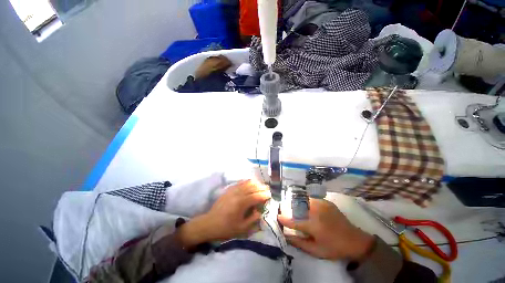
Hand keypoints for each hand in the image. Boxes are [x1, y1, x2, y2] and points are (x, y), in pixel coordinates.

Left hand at [178, 180, 270, 247]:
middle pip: (253, 187)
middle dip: (262, 187)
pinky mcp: (229, 189)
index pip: (256, 196)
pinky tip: (250, 182)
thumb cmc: (226, 228)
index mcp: (242, 203)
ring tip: (261, 185)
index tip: (270, 195)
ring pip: (247, 183)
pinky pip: (240, 182)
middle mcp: (238, 194)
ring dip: (255, 183)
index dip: (264, 195)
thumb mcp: (241, 228)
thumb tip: (259, 211)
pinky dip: (247, 181)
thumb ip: (252, 219)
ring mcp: (233, 190)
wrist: (209, 223)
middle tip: (267, 189)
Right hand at [278, 199, 373, 260]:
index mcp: (313, 225)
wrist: (355, 240)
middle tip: (286, 211)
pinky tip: (307, 207)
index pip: (293, 220)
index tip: (277, 216)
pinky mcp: (326, 202)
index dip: (283, 218)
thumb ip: (299, 243)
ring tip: (296, 209)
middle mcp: (316, 211)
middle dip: (289, 208)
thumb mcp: (316, 250)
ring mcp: (322, 204)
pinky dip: (306, 202)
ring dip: (297, 204)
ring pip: (303, 200)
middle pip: (297, 206)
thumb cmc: (334, 248)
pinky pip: (312, 199)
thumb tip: (285, 236)